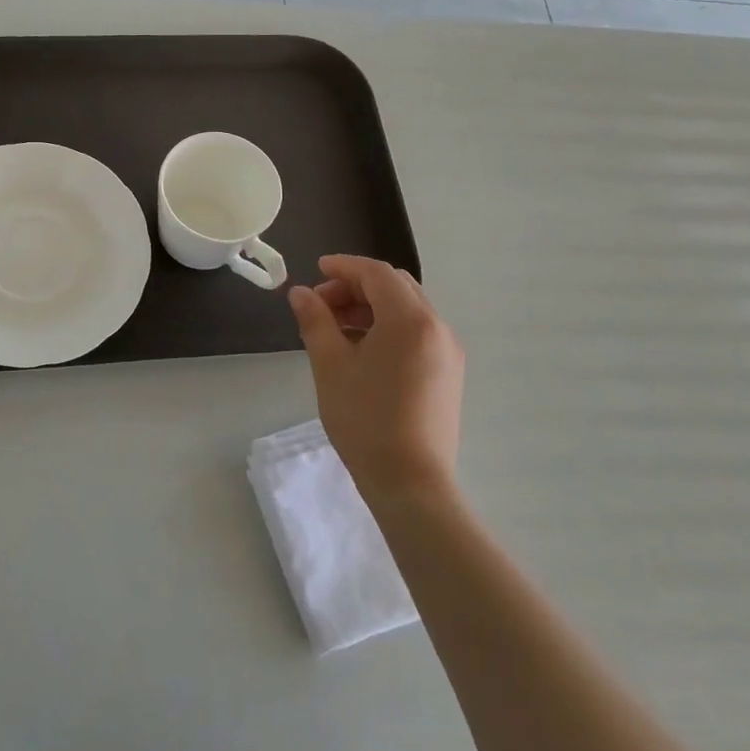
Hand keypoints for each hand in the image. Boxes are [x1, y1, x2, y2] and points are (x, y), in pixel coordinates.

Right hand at [288, 256, 464, 502]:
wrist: (411, 483)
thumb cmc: (365, 420)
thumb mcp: (331, 366)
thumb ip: (315, 321)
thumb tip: (300, 293)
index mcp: (410, 320)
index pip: (376, 273)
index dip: (344, 267)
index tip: (316, 271)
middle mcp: (437, 328)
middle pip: (395, 287)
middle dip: (356, 287)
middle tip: (321, 304)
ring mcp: (448, 352)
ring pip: (407, 310)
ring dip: (371, 307)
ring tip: (335, 328)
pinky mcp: (449, 374)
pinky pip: (417, 333)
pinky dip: (388, 328)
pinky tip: (361, 350)